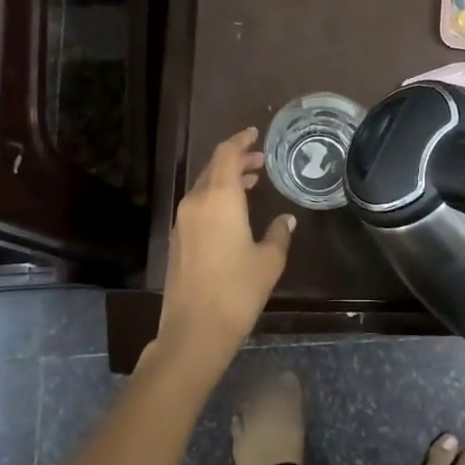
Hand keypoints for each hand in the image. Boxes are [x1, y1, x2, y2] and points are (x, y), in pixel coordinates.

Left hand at [156, 128, 295, 374]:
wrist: (194, 330)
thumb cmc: (237, 290)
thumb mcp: (268, 260)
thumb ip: (279, 233)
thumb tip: (286, 219)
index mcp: (219, 197)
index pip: (227, 154)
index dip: (241, 140)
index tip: (255, 134)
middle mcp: (196, 202)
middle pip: (214, 167)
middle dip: (236, 159)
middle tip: (260, 161)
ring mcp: (182, 221)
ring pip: (204, 186)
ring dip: (225, 179)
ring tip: (250, 182)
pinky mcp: (177, 240)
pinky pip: (197, 204)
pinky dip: (215, 197)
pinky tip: (232, 212)